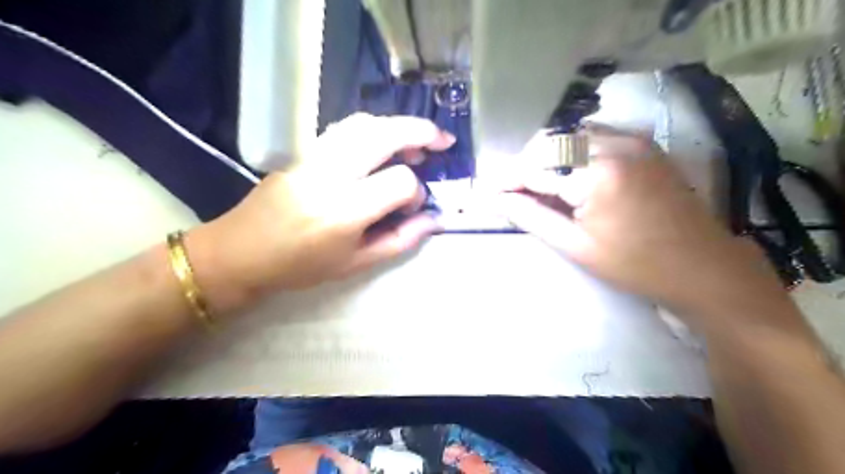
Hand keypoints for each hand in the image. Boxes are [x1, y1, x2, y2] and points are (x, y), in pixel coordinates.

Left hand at [186, 112, 455, 314]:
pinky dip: (374, 129)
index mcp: (345, 210)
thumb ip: (400, 240)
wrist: (241, 252)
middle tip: (444, 141)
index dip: (415, 192)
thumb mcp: (356, 264)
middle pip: (385, 135)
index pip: (399, 181)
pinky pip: (345, 129)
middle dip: (421, 132)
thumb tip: (434, 219)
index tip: (412, 207)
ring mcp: (314, 157)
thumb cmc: (301, 267)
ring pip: (365, 123)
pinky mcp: (304, 151)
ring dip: (397, 126)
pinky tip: (383, 143)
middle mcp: (331, 174)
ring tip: (417, 142)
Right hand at [497, 128, 786, 316]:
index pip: (534, 166)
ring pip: (568, 136)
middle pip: (549, 143)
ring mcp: (631, 138)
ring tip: (536, 188)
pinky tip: (566, 176)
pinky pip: (591, 137)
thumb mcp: (575, 246)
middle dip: (524, 166)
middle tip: (512, 194)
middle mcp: (614, 142)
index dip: (506, 179)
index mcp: (596, 173)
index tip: (487, 192)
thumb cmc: (635, 264)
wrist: (701, 265)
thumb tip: (496, 200)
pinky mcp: (641, 142)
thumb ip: (531, 216)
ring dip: (545, 159)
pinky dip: (569, 154)